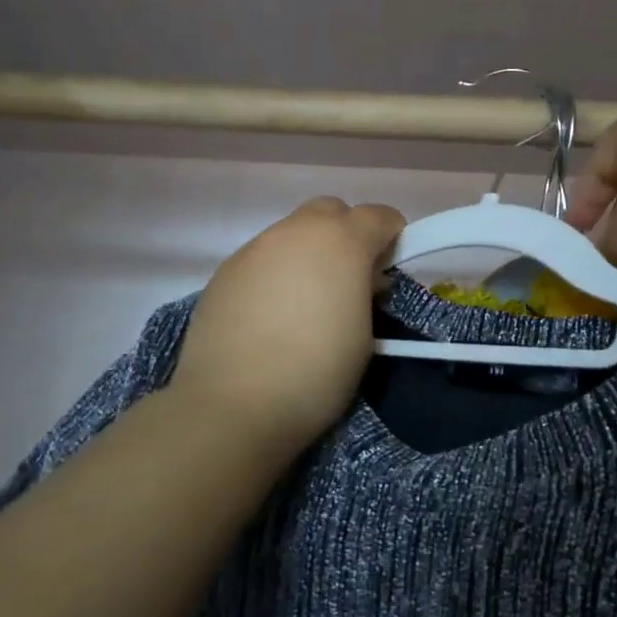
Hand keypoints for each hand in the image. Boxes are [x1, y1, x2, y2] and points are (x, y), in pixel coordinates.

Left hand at [171, 197, 405, 456]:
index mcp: (342, 241)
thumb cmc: (315, 373)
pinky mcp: (225, 270)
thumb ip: (365, 292)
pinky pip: (262, 258)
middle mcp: (297, 231)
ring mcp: (256, 247)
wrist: (231, 405)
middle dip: (346, 233)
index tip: (389, 268)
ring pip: (292, 232)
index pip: (379, 215)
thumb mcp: (364, 335)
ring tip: (304, 300)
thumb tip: (359, 279)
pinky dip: (275, 273)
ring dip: (307, 253)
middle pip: (331, 211)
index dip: (391, 236)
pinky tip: (270, 314)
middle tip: (347, 277)